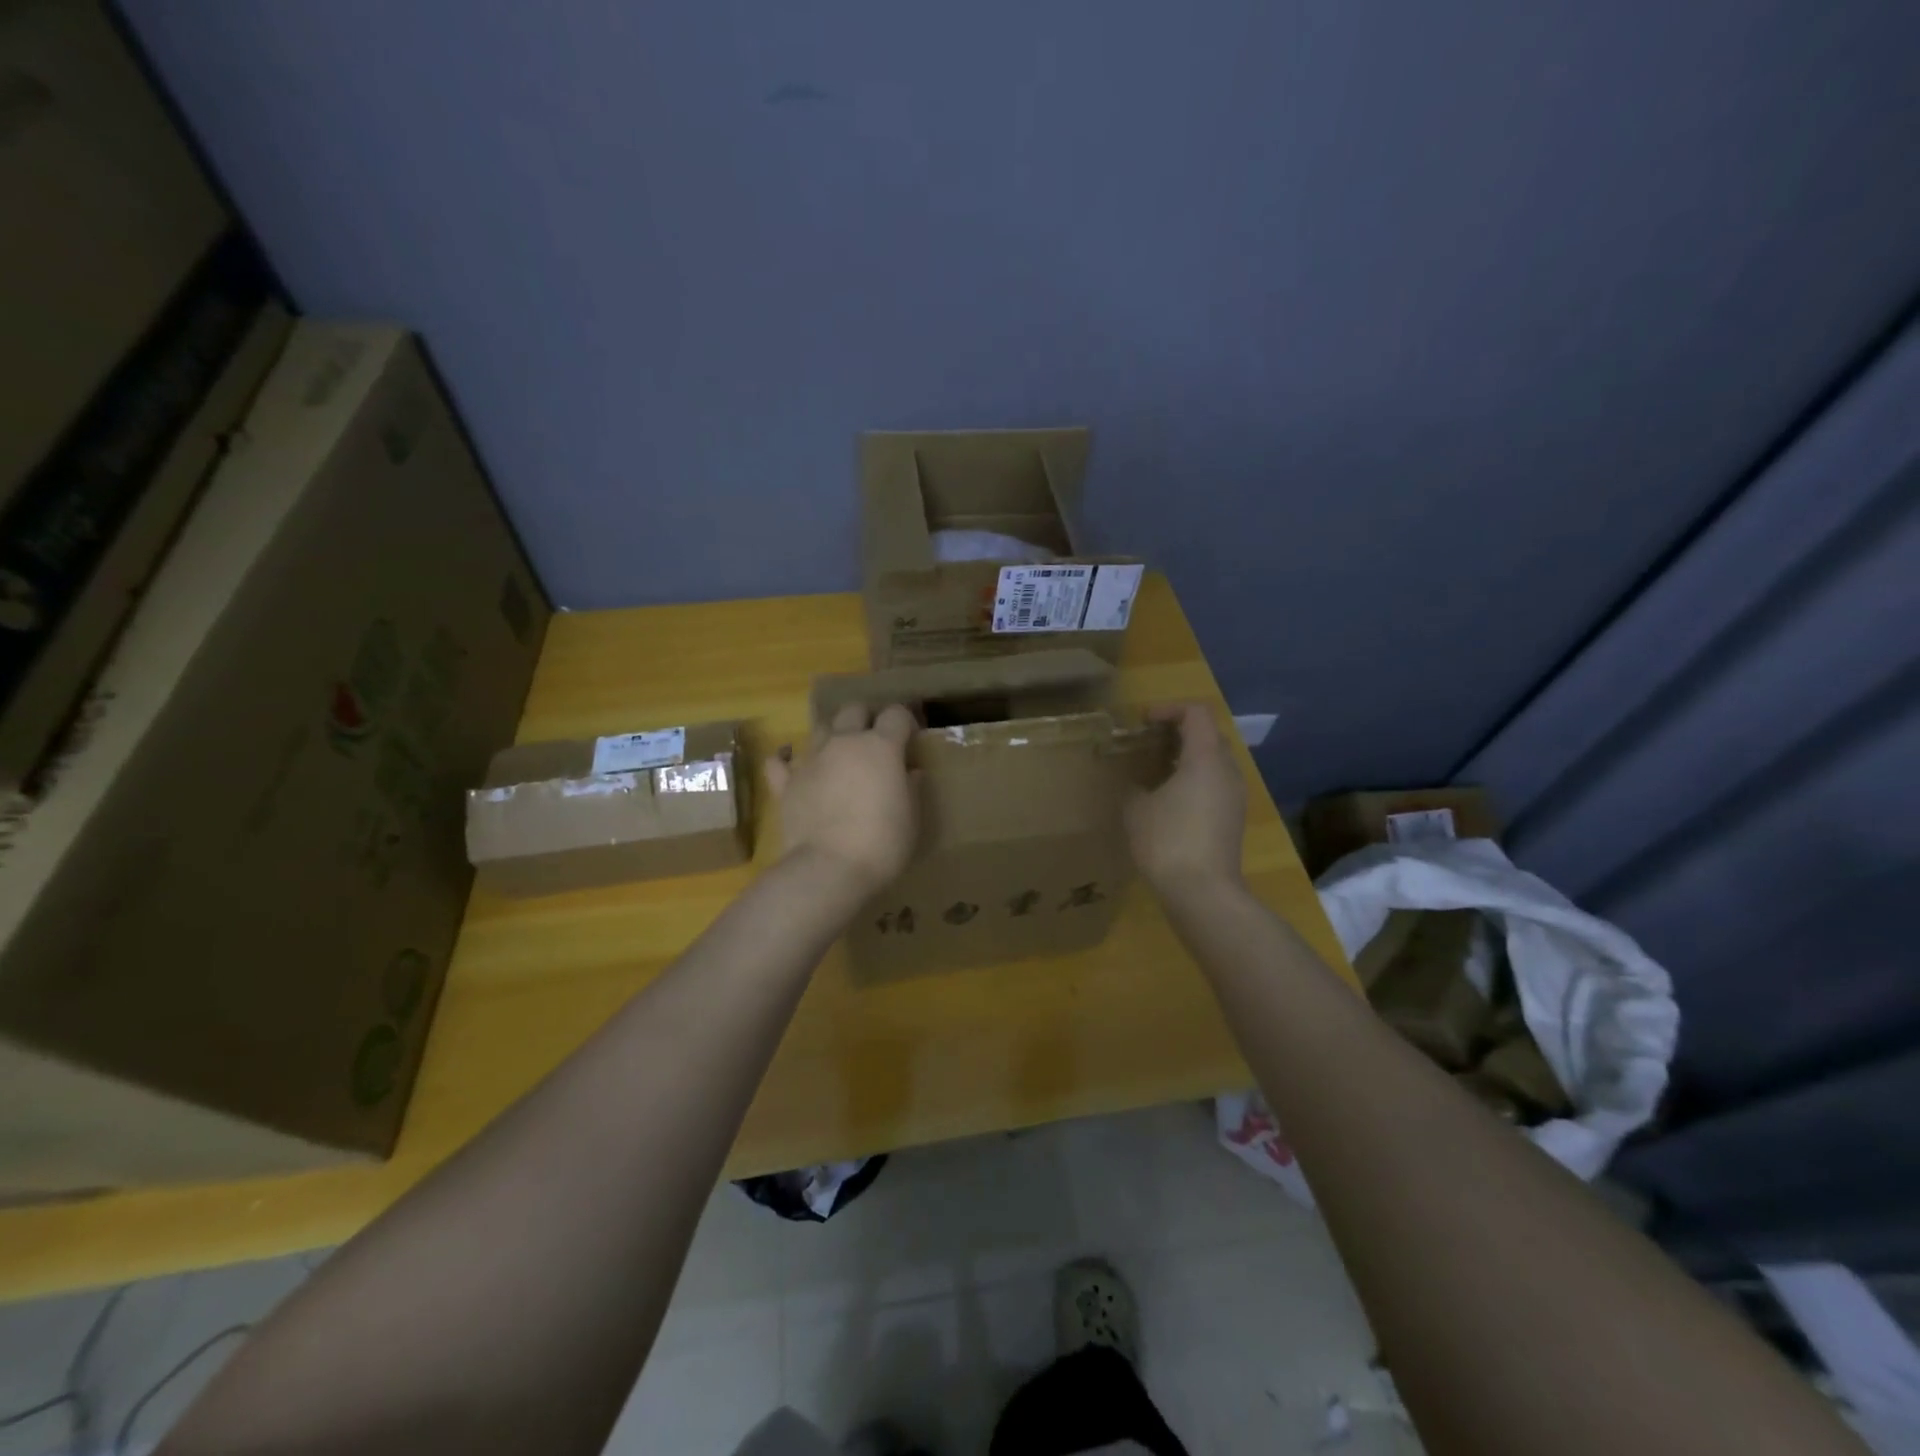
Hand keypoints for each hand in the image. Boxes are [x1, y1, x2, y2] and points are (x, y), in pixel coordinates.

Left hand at [766, 703, 917, 898]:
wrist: (830, 868)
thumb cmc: (883, 843)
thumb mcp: (912, 818)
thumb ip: (911, 788)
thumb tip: (909, 772)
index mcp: (881, 747)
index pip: (895, 714)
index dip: (904, 722)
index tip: (910, 739)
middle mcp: (844, 743)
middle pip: (853, 710)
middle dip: (865, 718)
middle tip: (874, 742)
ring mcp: (812, 760)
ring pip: (820, 729)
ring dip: (832, 736)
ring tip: (839, 757)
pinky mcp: (786, 783)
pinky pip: (779, 762)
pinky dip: (785, 760)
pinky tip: (790, 765)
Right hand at [1124, 704, 1246, 897]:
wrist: (1203, 892)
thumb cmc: (1167, 841)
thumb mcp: (1136, 809)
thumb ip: (1134, 786)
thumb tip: (1137, 784)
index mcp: (1205, 758)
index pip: (1196, 713)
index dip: (1169, 709)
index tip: (1143, 722)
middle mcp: (1227, 771)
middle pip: (1208, 734)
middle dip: (1177, 732)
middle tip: (1147, 743)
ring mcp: (1235, 796)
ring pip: (1213, 761)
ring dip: (1186, 757)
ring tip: (1154, 771)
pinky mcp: (1233, 818)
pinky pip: (1215, 784)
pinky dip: (1194, 779)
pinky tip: (1169, 800)